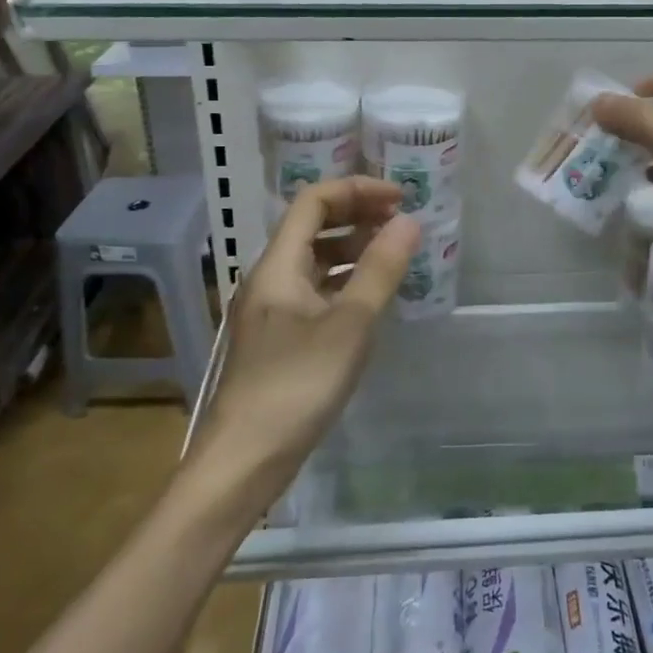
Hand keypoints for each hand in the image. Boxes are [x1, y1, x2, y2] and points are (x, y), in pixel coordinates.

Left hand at [198, 177, 419, 484]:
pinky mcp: (278, 338)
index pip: (313, 201)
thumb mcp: (349, 325)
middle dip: (357, 215)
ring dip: (352, 249)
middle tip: (401, 222)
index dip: (357, 190)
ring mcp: (271, 310)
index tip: (399, 198)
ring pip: (314, 261)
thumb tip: (409, 221)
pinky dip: (344, 282)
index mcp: (278, 265)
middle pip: (312, 227)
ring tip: (393, 255)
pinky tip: (371, 298)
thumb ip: (380, 270)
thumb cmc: (296, 386)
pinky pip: (315, 291)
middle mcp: (270, 278)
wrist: (243, 461)